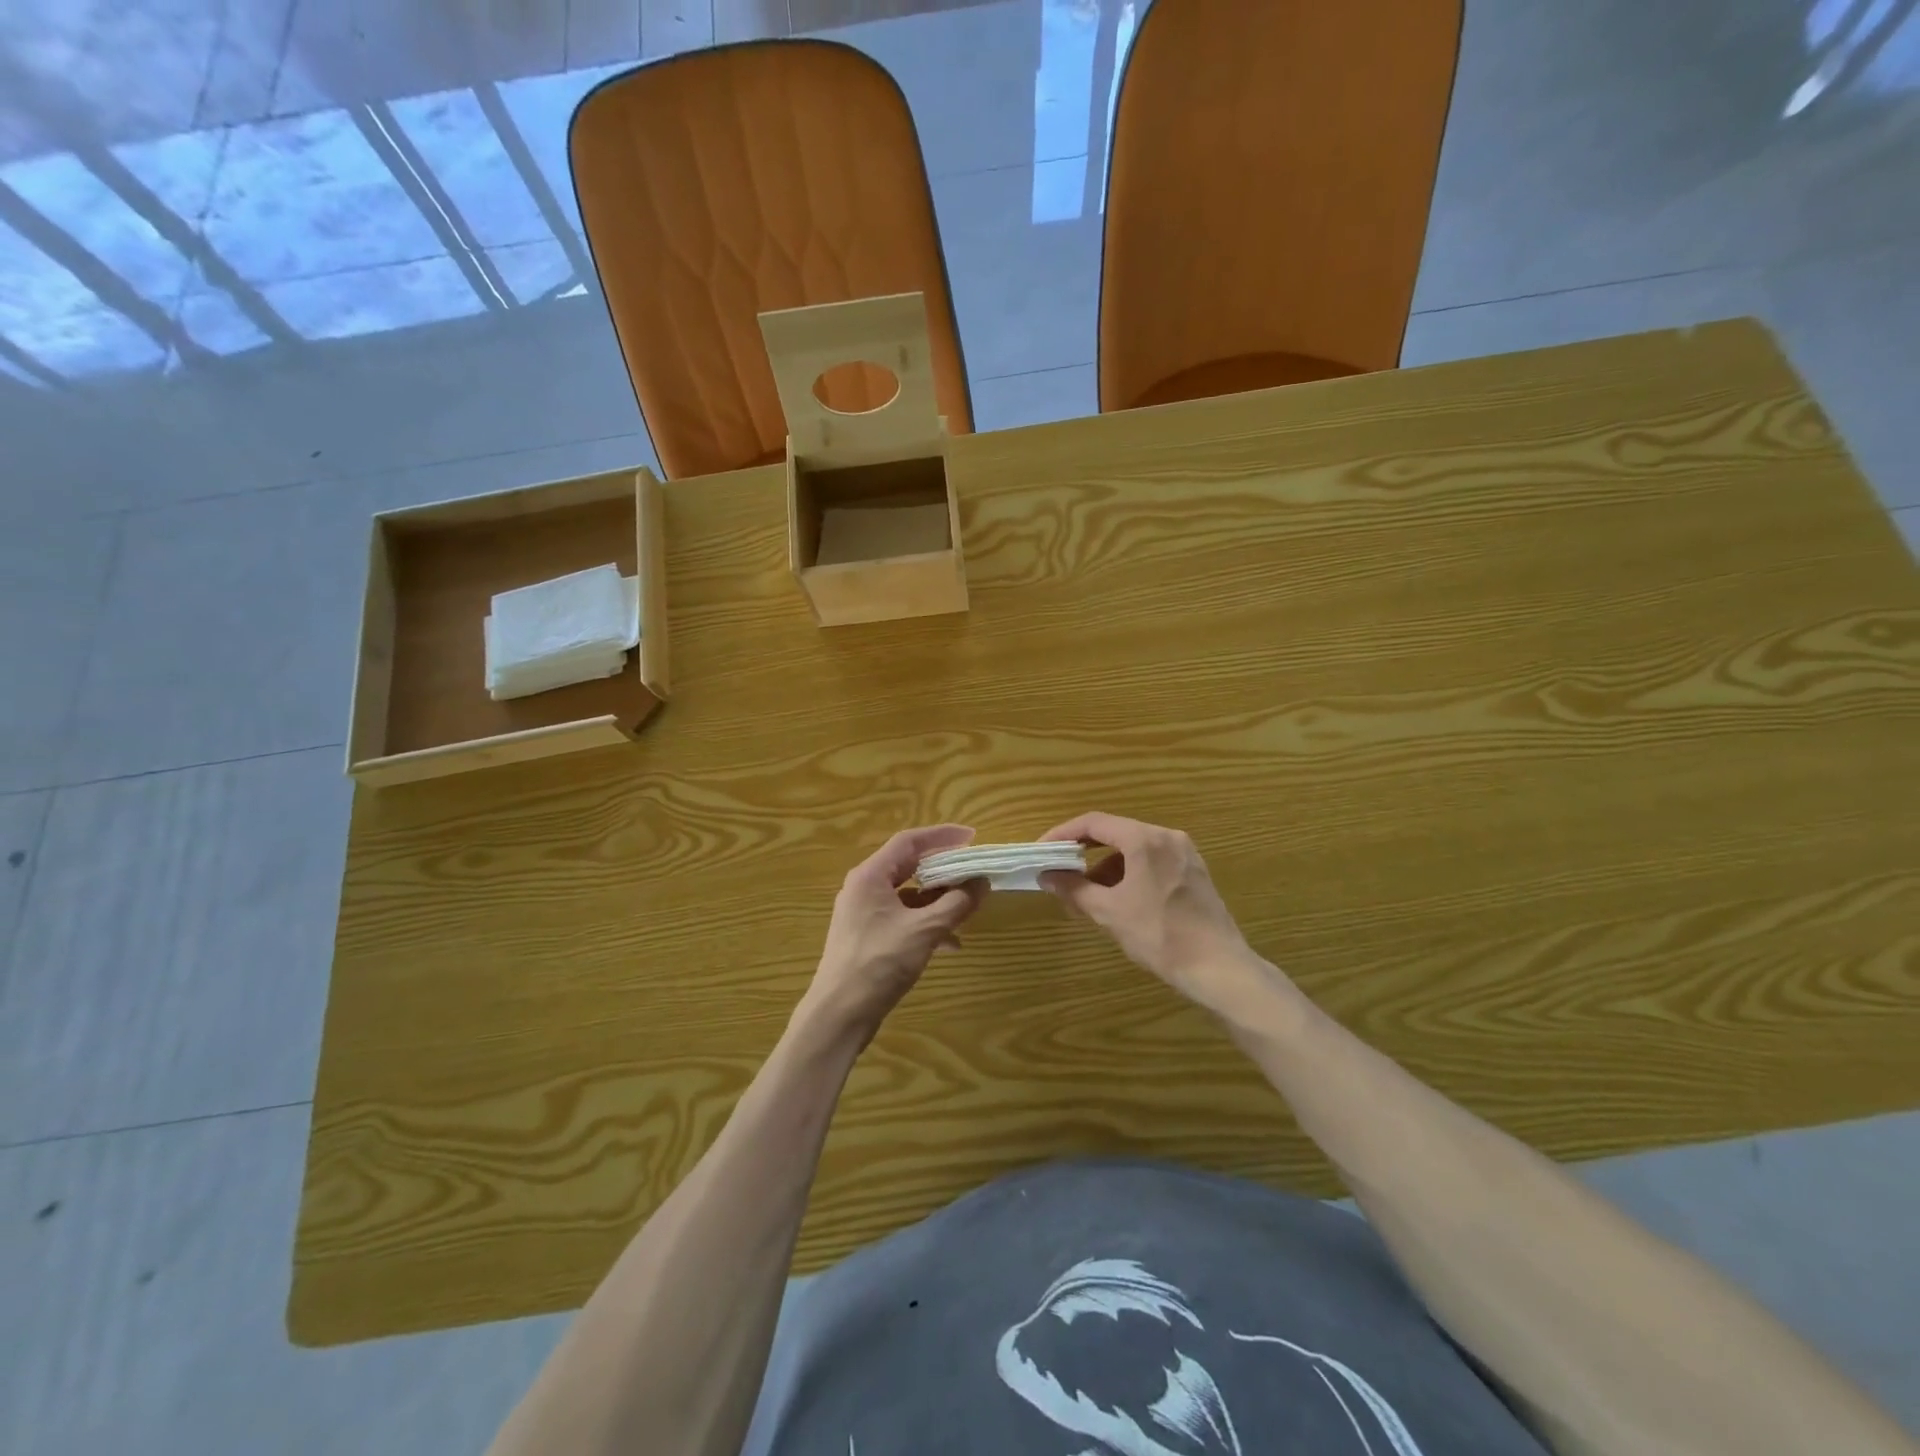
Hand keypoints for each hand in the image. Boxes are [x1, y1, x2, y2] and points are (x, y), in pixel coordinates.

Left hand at [798, 825, 986, 1045]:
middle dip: (943, 868)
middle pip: (908, 866)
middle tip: (972, 869)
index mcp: (870, 876)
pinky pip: (902, 918)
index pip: (909, 841)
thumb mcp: (925, 931)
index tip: (971, 837)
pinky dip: (926, 923)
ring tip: (967, 906)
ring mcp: (863, 914)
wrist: (839, 1015)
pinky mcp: (867, 937)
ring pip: (907, 895)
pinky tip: (951, 943)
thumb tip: (982, 883)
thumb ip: (956, 903)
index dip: (941, 836)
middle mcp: (864, 888)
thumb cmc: (879, 963)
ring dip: (937, 899)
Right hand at [1039, 812, 1269, 1014]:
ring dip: (1106, 867)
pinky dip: (1129, 873)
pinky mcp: (1194, 872)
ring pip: (1134, 849)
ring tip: (1087, 895)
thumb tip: (1046, 876)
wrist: (1218, 968)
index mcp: (1145, 840)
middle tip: (1060, 871)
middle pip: (1115, 833)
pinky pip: (1152, 861)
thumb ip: (1074, 889)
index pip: (1094, 823)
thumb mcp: (1109, 912)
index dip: (1063, 834)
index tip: (1042, 850)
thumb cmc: (1159, 935)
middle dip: (1084, 853)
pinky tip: (1118, 900)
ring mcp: (1184, 853)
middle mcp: (1167, 837)